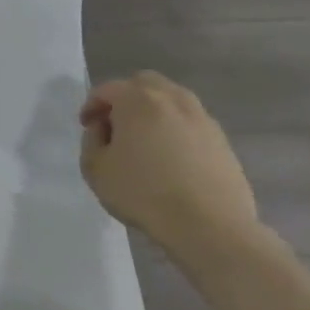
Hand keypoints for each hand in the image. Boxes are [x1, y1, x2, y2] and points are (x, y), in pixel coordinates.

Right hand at [79, 72, 259, 262]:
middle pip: (145, 83)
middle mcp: (172, 100)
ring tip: (146, 140)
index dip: (92, 105)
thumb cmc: (144, 194)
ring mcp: (202, 119)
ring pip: (173, 100)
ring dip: (155, 111)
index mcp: (138, 100)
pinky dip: (177, 129)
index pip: (107, 89)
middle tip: (116, 124)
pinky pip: (192, 123)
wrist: (210, 227)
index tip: (87, 127)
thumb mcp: (95, 169)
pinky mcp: (222, 142)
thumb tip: (103, 129)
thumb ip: (92, 140)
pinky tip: (171, 157)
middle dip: (126, 97)